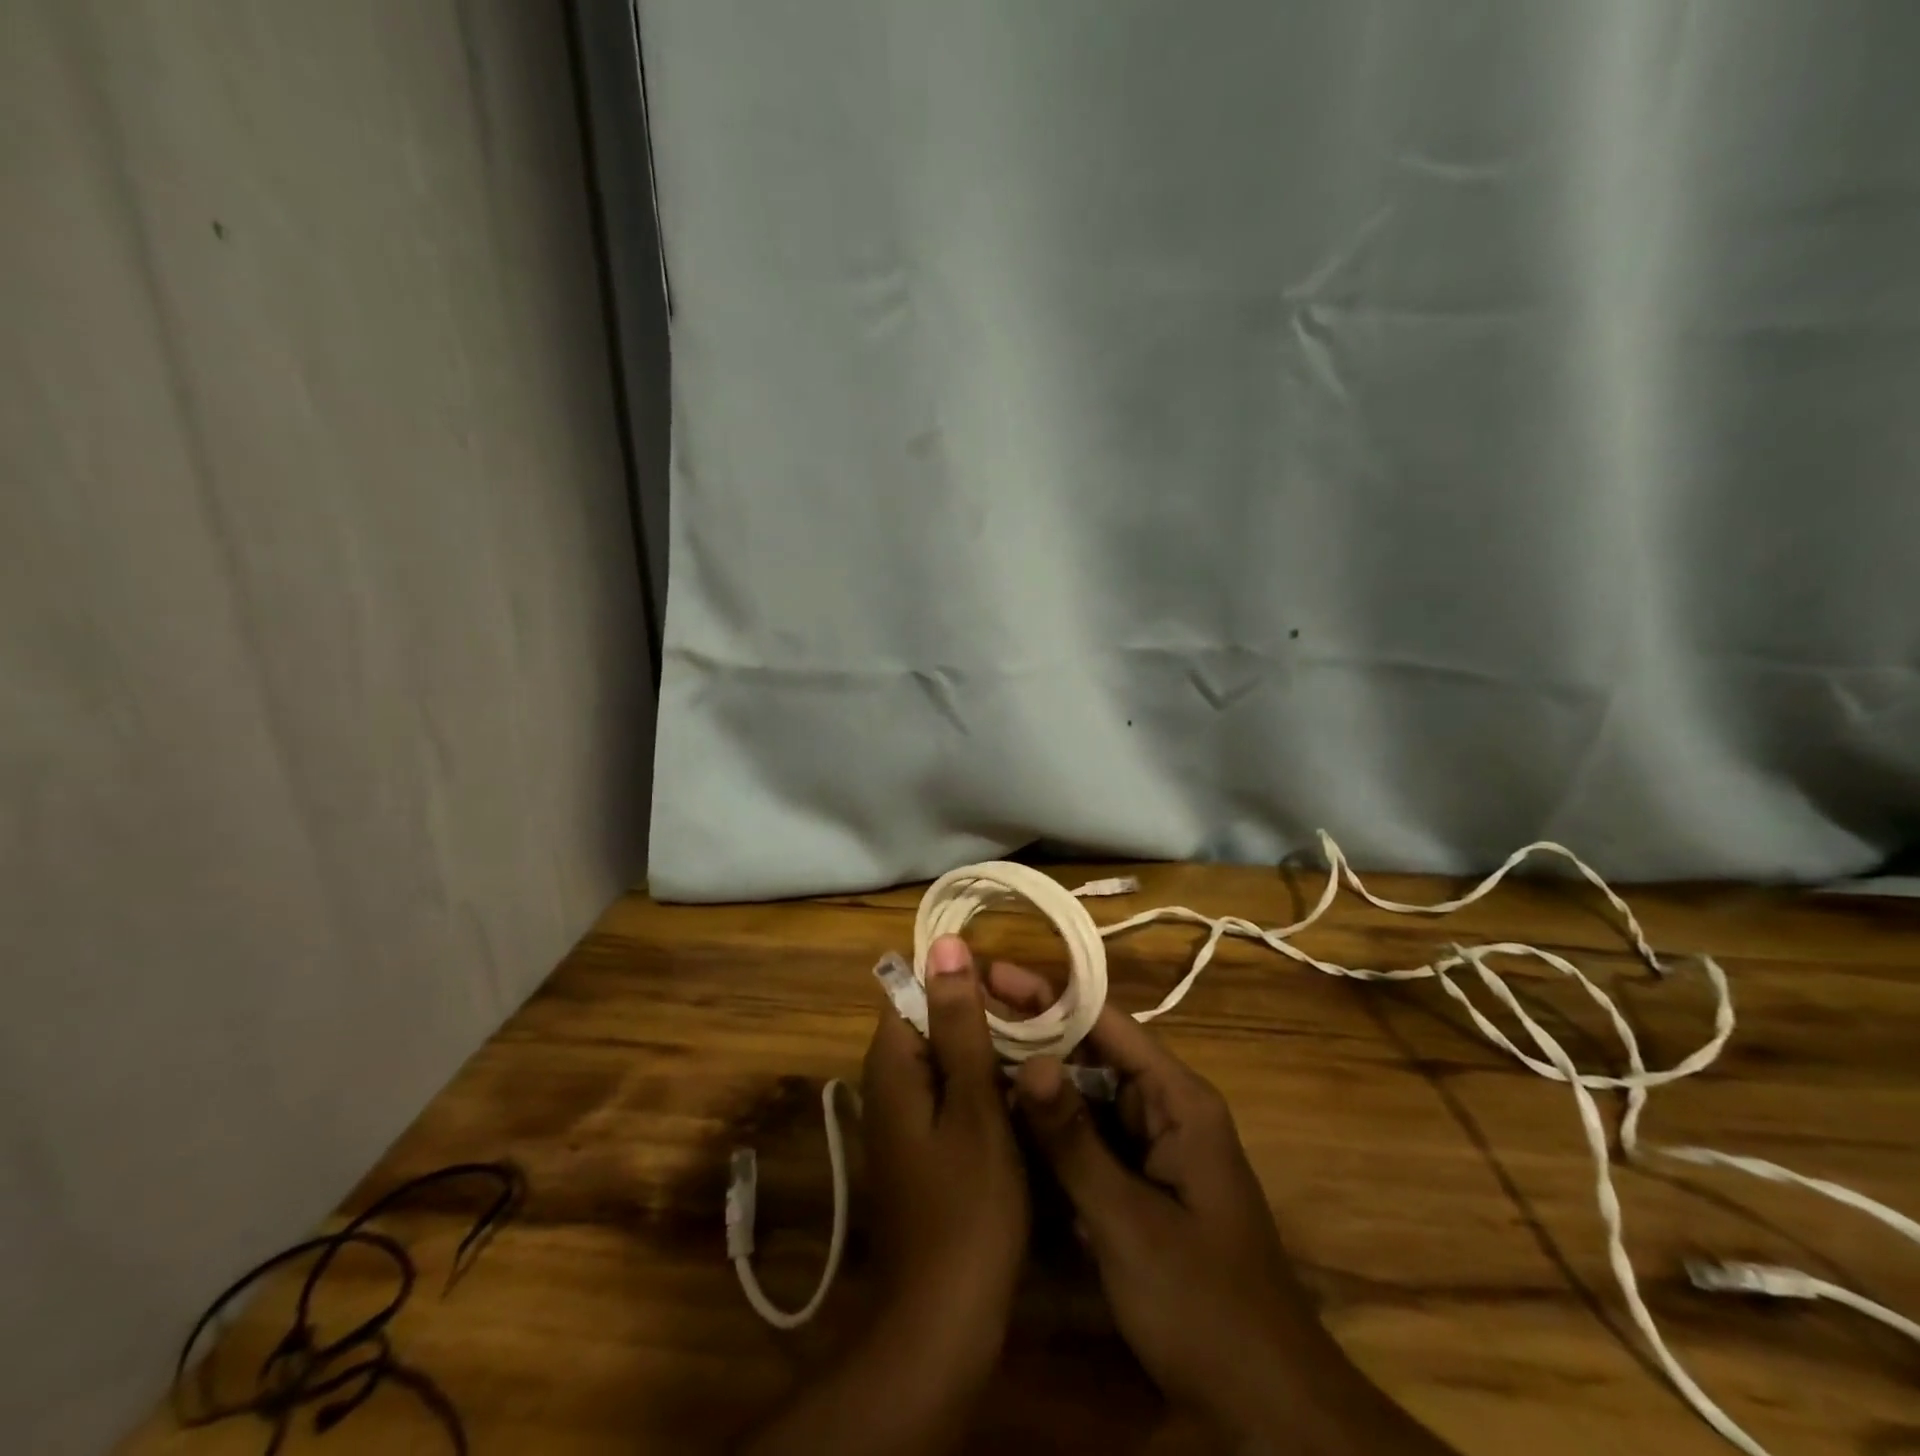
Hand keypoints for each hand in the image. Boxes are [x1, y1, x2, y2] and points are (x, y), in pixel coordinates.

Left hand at [862, 933, 1028, 1357]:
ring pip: (949, 1057)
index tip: (1017, 988)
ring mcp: (905, 1115)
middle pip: (934, 1019)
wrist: (942, 1324)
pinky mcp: (923, 1144)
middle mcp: (888, 1080)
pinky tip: (1026, 1094)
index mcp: (892, 1062)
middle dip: (985, 1015)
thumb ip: (960, 1023)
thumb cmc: (966, 1209)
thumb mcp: (972, 1105)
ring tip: (1045, 1051)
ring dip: (991, 1051)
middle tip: (1043, 1023)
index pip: (917, 986)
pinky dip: (986, 1085)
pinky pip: (953, 1092)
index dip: (965, 979)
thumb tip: (946, 944)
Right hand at [991, 962, 1454, 1453]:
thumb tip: (1028, 1061)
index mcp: (1178, 1100)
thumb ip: (1074, 1141)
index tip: (992, 973)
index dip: (1048, 994)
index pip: (1106, 1023)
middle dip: (1033, 1036)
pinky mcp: (1138, 1183)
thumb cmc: (1204, 1305)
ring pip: (1085, 1097)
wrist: (1267, 1408)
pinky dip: (1049, 1130)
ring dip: (1035, 1083)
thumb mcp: (1129, 1222)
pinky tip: (1001, 1123)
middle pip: (1091, 1054)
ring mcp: (1151, 1147)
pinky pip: (1087, 1140)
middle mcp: (1165, 1109)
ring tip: (971, 1058)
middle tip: (967, 1016)